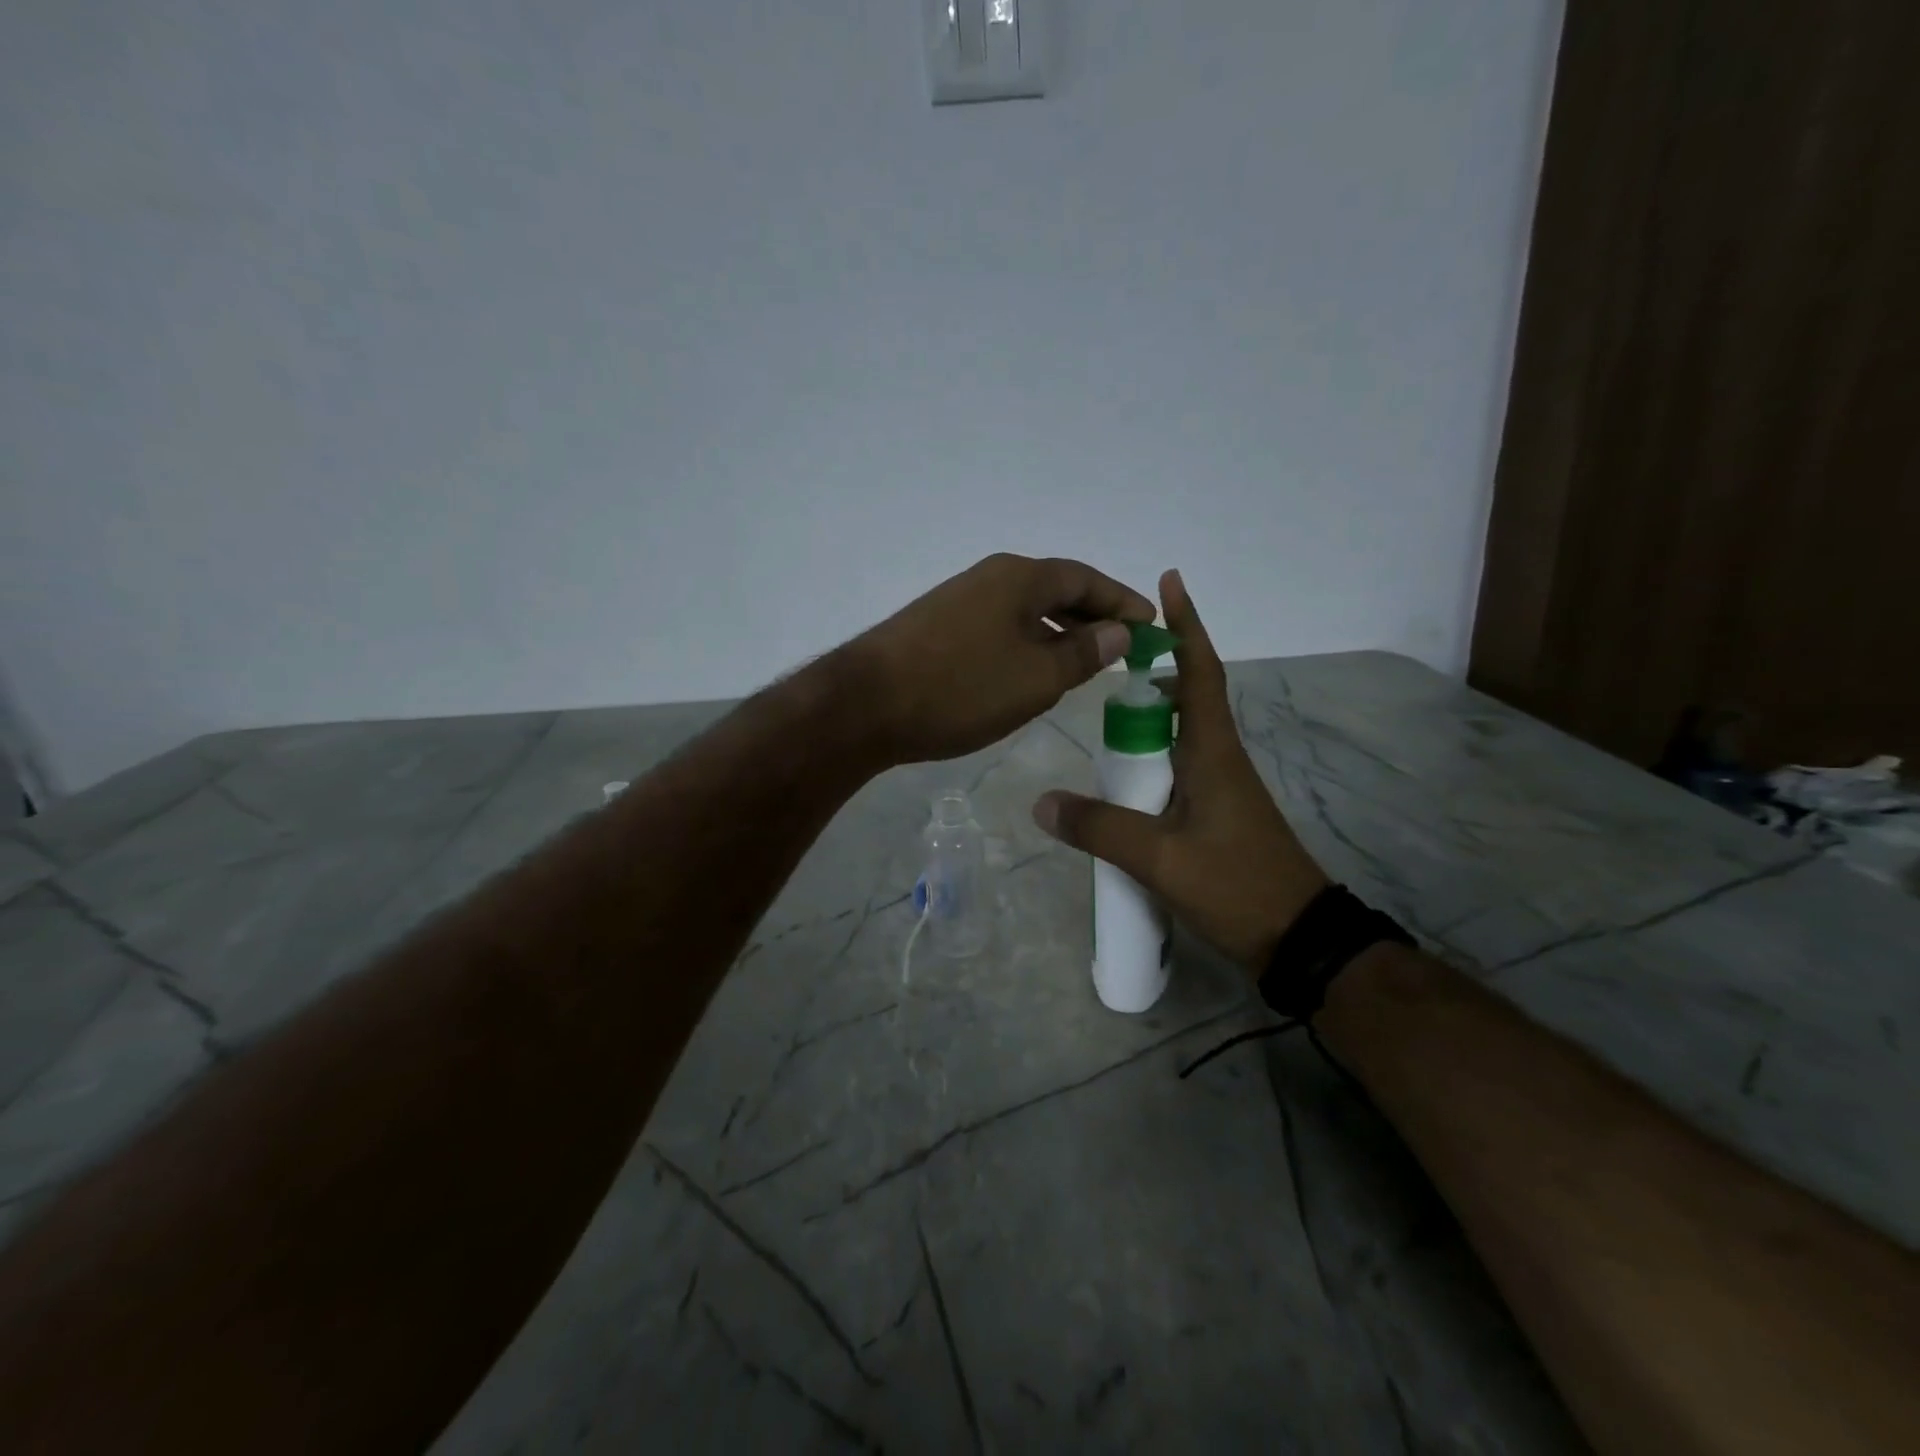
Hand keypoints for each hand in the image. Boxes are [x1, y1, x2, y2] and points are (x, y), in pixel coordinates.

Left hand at [844, 553, 1156, 764]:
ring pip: (1024, 612)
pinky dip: (1025, 646)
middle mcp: (989, 578)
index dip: (1122, 601)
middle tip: (1122, 649)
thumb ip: (1083, 653)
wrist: (866, 705)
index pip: (1086, 580)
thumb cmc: (961, 689)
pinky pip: (998, 628)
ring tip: (1083, 665)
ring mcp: (958, 601)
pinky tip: (1028, 674)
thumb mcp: (1036, 678)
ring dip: (1057, 634)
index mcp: (1020, 577)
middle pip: (1055, 591)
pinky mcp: (936, 628)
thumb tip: (1118, 631)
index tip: (1152, 624)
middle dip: (1092, 618)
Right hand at [1032, 569, 1328, 974]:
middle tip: (1105, 663)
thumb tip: (1042, 803)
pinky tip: (1122, 778)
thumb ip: (1100, 828)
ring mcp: (1221, 789)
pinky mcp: (1216, 816)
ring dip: (1149, 718)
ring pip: (1180, 736)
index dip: (1187, 626)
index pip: (1199, 674)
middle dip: (1152, 671)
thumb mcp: (1160, 859)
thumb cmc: (1236, 885)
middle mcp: (1219, 760)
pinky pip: (1178, 770)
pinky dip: (1151, 759)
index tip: (1170, 582)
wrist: (1298, 939)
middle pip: (1187, 699)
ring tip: (1104, 717)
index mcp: (1213, 753)